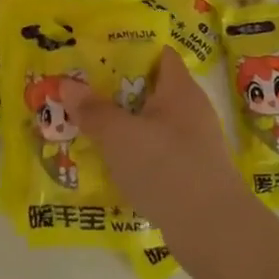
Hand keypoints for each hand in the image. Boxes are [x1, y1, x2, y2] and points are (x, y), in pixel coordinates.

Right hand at [62, 48, 251, 245]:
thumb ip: (93, 110)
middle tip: (82, 91)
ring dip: (124, 124)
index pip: (159, 53)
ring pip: (152, 123)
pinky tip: (111, 164)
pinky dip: (135, 153)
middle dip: (117, 90)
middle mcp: (191, 110)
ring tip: (88, 126)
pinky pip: (157, 152)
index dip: (129, 49)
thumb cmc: (166, 167)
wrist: (213, 230)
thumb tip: (66, 85)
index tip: (97, 54)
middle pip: (152, 88)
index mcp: (180, 89)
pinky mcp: (191, 173)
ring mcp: (194, 143)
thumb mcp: (119, 135)